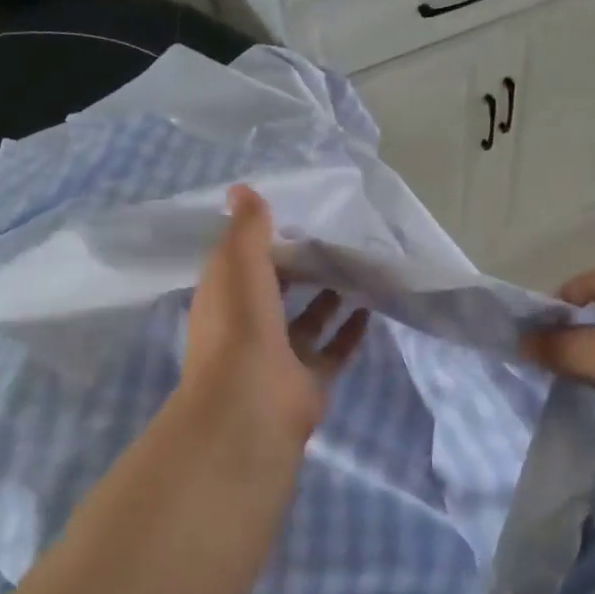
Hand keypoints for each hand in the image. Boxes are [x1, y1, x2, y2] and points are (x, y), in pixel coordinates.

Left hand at [178, 185, 369, 463]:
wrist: (252, 404)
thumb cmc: (240, 325)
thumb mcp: (238, 263)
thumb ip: (247, 227)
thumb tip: (241, 189)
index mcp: (225, 300)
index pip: (242, 265)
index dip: (264, 243)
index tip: (294, 219)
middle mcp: (248, 328)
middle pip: (276, 293)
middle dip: (300, 270)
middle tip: (332, 242)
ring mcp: (279, 358)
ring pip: (307, 322)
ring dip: (327, 299)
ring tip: (355, 270)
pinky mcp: (309, 381)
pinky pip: (333, 351)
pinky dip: (350, 331)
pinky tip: (370, 308)